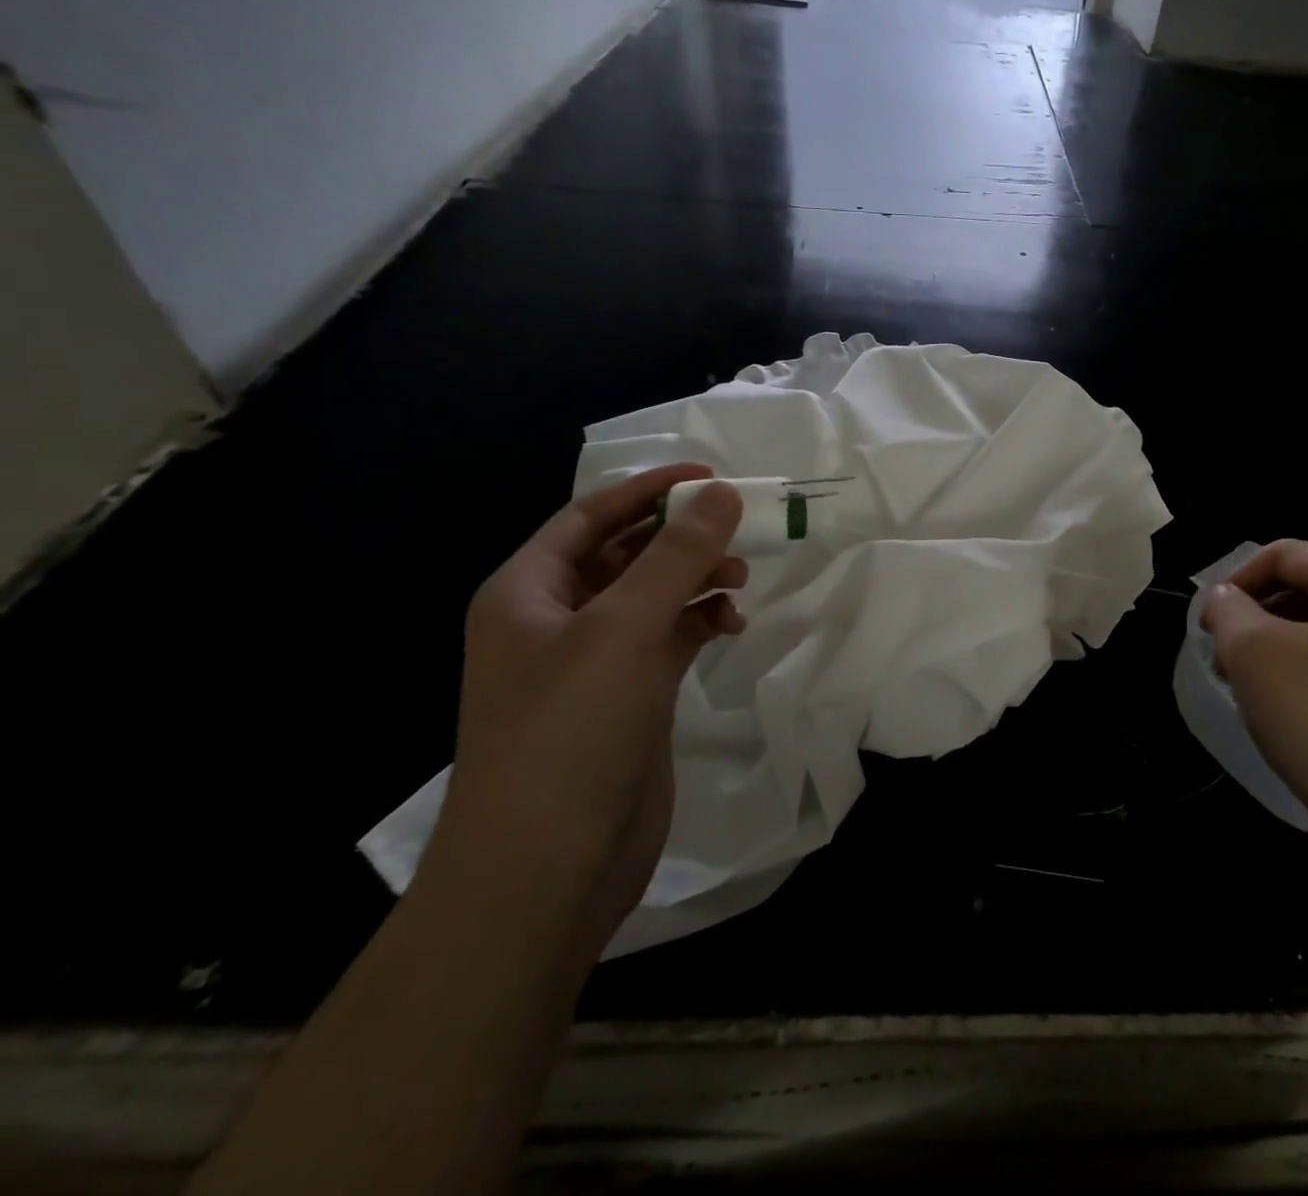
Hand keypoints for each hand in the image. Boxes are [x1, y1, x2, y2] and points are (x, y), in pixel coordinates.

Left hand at [429, 464, 745, 966]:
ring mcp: (593, 663)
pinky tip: (729, 624)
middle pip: (625, 553)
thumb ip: (676, 556)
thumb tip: (722, 494)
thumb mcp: (623, 629)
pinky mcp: (628, 698)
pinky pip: (668, 639)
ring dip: (695, 580)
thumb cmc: (568, 733)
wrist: (546, 871)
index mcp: (527, 591)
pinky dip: (699, 623)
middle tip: (738, 530)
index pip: (591, 516)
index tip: (710, 476)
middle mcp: (555, 620)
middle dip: (680, 537)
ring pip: (653, 597)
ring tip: (740, 581)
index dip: (649, 489)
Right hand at [1201, 540, 1307, 853]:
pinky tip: (1300, 719)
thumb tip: (1226, 600)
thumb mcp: (1254, 654)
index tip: (1208, 624)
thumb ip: (1228, 610)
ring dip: (1285, 651)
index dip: (1235, 581)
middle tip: (1226, 659)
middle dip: (1260, 618)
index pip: (1285, 554)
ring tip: (1256, 691)